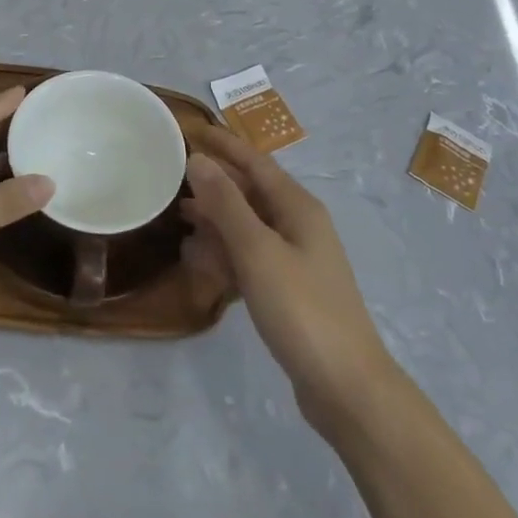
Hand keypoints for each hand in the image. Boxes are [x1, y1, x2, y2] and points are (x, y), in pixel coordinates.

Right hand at [183, 125, 394, 437]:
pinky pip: (250, 258)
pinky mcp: (288, 290)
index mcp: (298, 207)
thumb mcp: (258, 251)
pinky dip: (226, 254)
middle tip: (171, 178)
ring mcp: (295, 259)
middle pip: (250, 192)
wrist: (346, 387)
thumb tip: (199, 159)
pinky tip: (200, 262)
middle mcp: (298, 225)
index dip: (224, 145)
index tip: (191, 130)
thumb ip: (226, 204)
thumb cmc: (301, 309)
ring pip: (247, 226)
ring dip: (215, 221)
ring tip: (177, 218)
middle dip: (214, 184)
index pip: (255, 161)